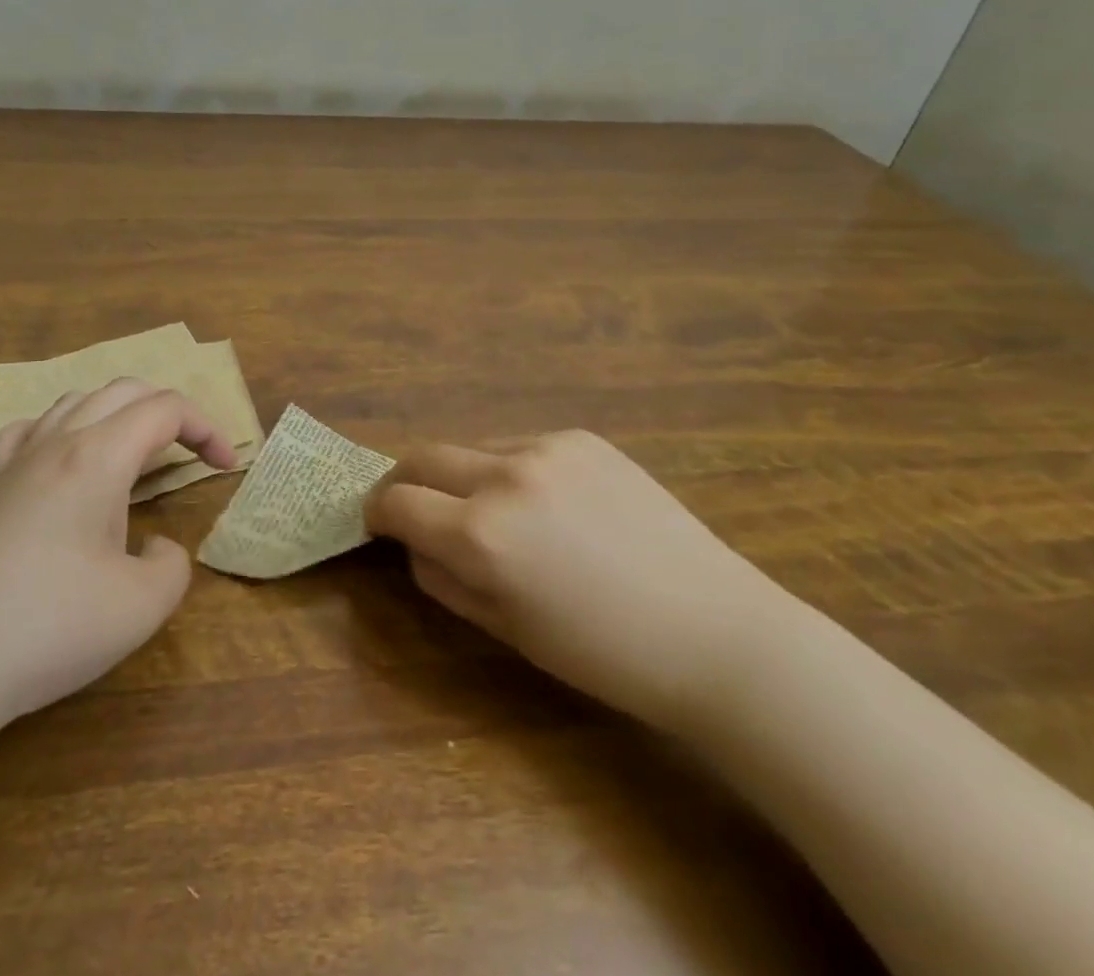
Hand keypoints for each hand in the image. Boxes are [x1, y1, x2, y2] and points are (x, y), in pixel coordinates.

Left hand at [0, 380, 236, 741]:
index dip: (206, 428)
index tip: (226, 467)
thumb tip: (158, 548)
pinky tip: (60, 462)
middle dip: (169, 412)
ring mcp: (13, 464)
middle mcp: (56, 443)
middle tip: (192, 454)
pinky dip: (60, 431)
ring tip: (134, 454)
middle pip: (123, 391)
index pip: (165, 409)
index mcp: (98, 455)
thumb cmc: (47, 627)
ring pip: (75, 402)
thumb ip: (172, 567)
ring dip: (118, 414)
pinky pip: (26, 433)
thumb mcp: (139, 607)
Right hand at [366, 430, 794, 731]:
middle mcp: (505, 476)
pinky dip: (509, 468)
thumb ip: (444, 581)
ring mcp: (546, 448)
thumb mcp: (507, 631)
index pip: (396, 501)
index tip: (378, 524)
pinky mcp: (582, 438)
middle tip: (411, 508)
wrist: (716, 633)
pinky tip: (546, 504)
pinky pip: (520, 444)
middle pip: (422, 456)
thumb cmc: (604, 654)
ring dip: (460, 475)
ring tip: (490, 512)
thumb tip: (414, 545)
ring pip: (472, 447)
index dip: (376, 512)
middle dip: (404, 481)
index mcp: (482, 535)